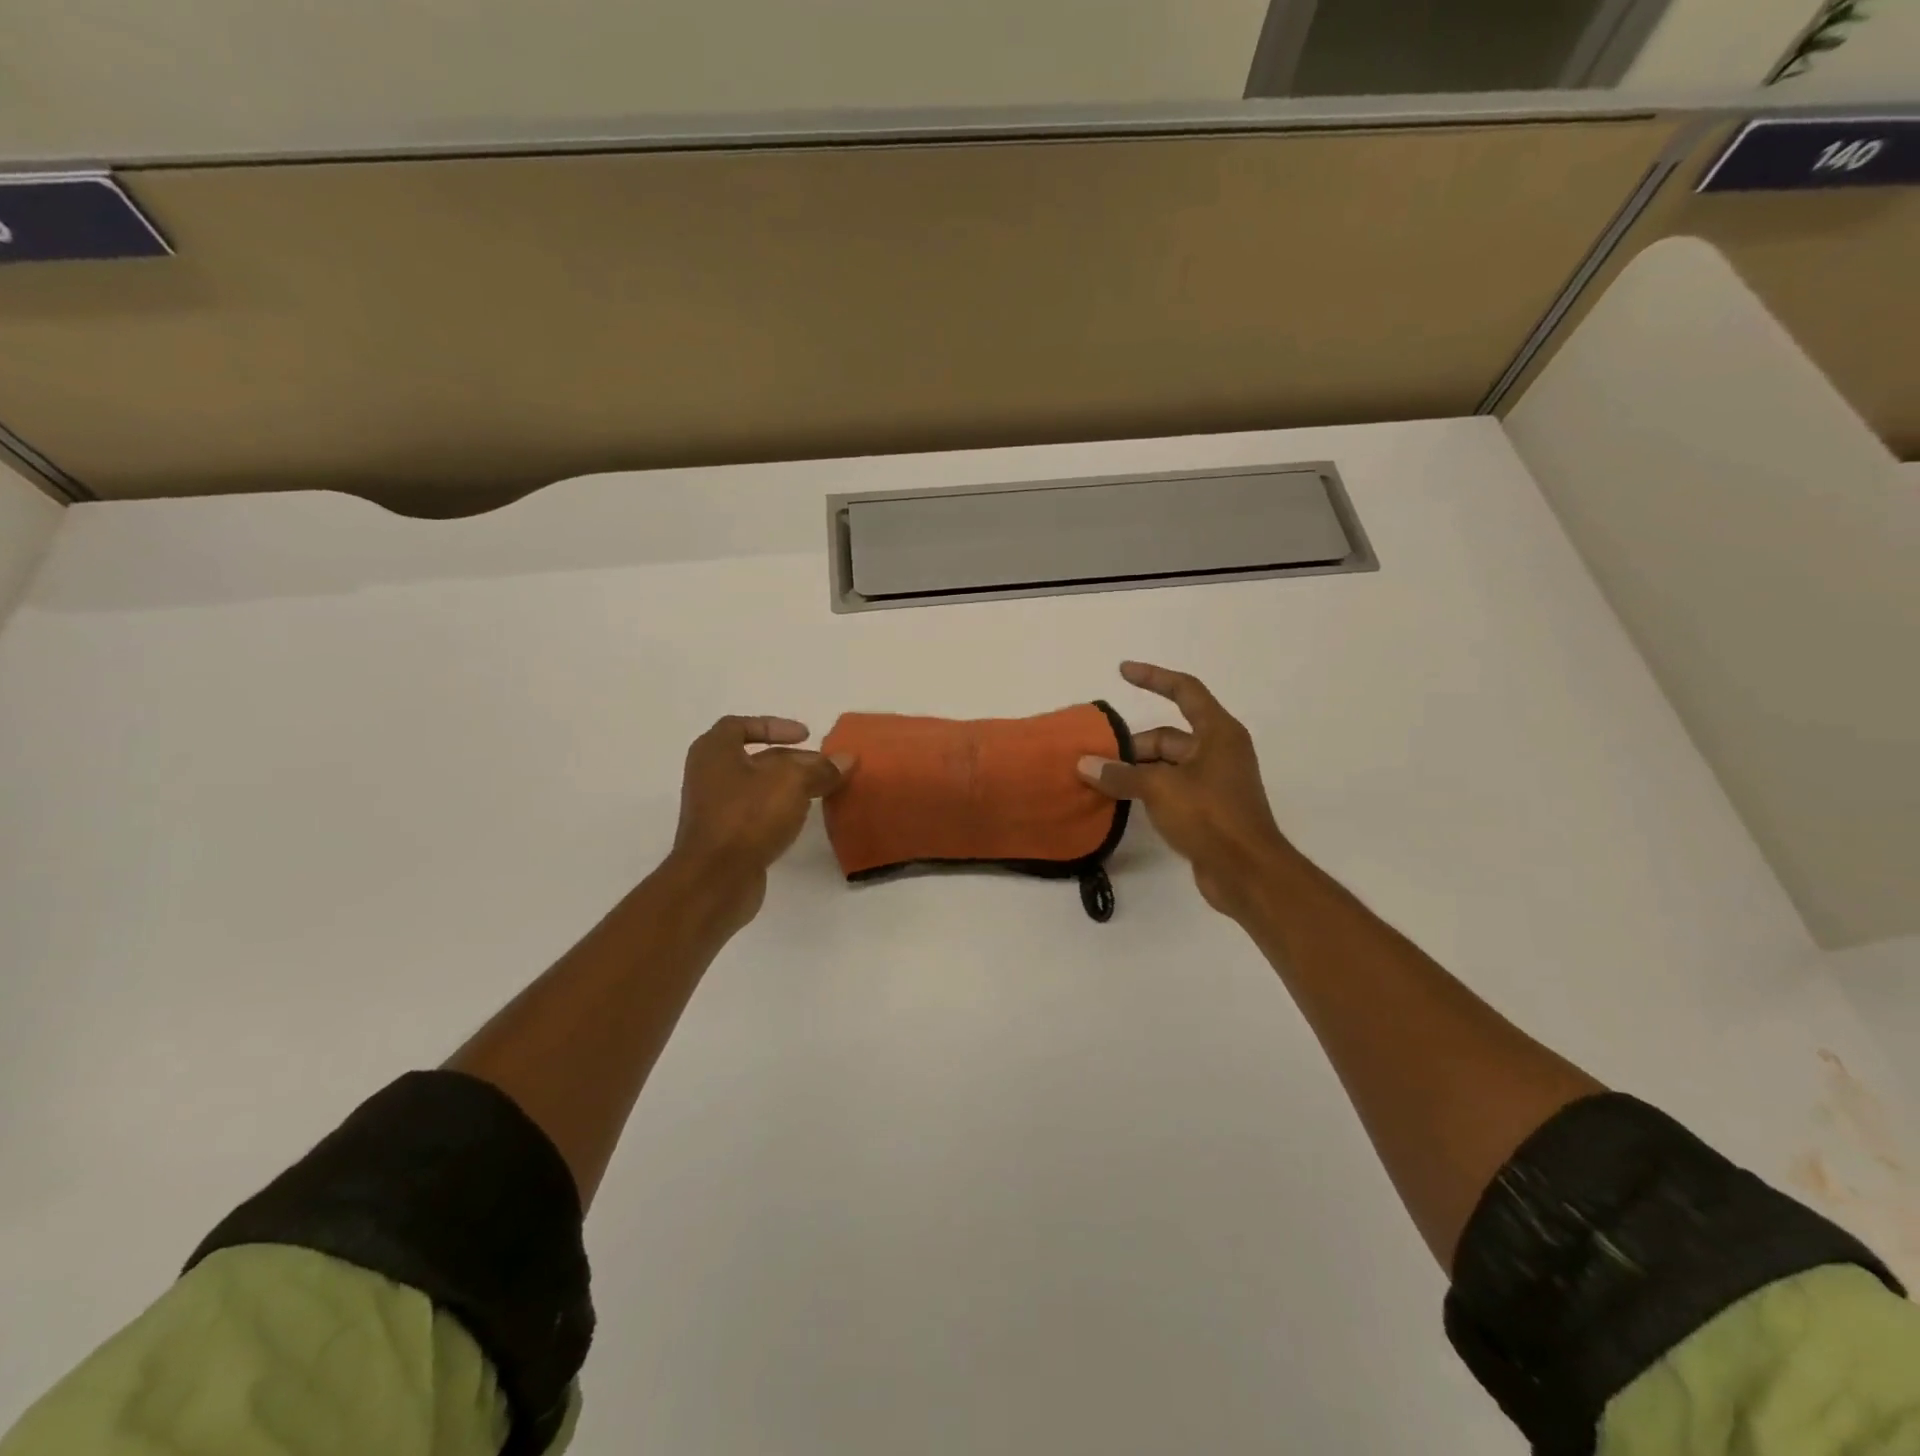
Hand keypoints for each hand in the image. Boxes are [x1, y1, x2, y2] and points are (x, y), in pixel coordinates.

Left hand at [666, 716, 853, 929]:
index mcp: (714, 752)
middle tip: (824, 766)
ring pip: (758, 788)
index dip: (774, 726)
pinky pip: (756, 814)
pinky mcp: (725, 838)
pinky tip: (802, 819)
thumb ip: (821, 769)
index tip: (805, 735)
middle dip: (792, 760)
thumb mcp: (793, 783)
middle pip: (754, 758)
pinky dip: (779, 810)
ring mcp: (714, 810)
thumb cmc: (748, 817)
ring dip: (789, 786)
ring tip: (821, 791)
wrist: (715, 880)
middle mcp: (709, 776)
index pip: (740, 725)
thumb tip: (846, 759)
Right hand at [1078, 663, 1293, 919]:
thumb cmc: (1210, 817)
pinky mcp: (1206, 809)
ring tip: (1098, 780)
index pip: (1184, 691)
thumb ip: (1121, 775)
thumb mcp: (1160, 789)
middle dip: (1132, 745)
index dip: (1153, 677)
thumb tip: (1085, 764)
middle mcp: (1218, 751)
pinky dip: (1146, 790)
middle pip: (1167, 735)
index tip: (1123, 670)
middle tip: (1095, 759)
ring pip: (1166, 765)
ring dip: (1135, 770)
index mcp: (1218, 733)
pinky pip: (1169, 789)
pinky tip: (1119, 801)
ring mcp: (1213, 782)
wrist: (1247, 873)